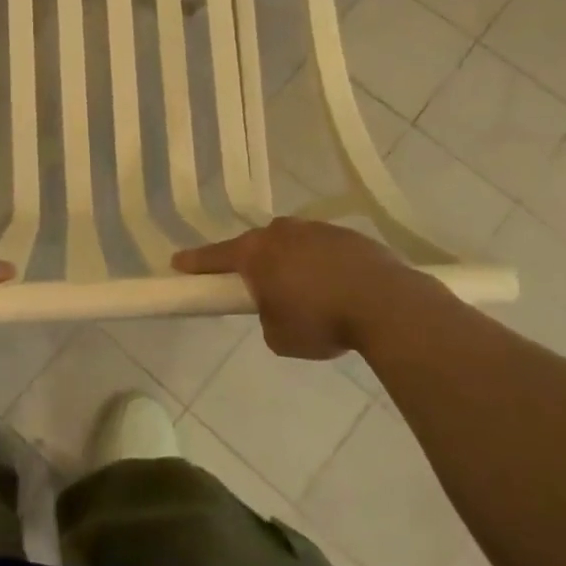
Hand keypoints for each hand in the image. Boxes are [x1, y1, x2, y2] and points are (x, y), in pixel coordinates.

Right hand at [172, 218, 437, 358]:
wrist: (387, 305)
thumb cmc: (321, 321)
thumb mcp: (279, 336)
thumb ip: (267, 316)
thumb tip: (279, 307)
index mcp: (256, 253)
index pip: (215, 257)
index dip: (195, 262)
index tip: (178, 263)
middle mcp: (282, 232)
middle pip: (257, 245)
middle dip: (255, 263)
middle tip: (261, 288)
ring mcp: (318, 229)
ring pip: (293, 244)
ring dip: (293, 264)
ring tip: (310, 294)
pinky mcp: (349, 236)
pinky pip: (324, 250)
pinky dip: (324, 266)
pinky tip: (339, 290)